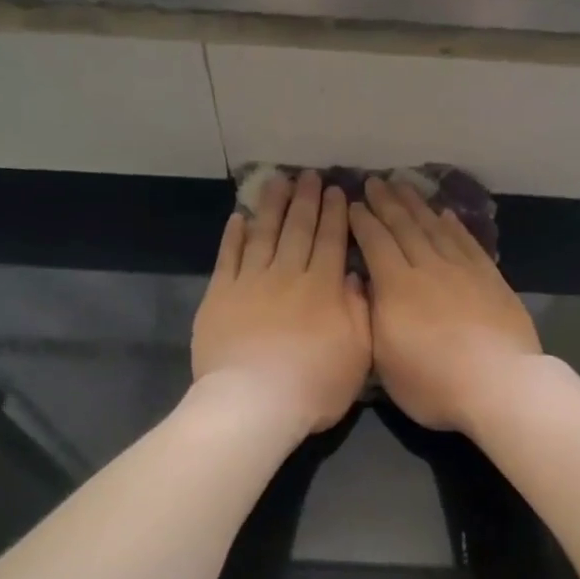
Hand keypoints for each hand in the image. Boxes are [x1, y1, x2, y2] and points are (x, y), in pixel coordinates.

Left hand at [192, 170, 371, 434]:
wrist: (254, 402)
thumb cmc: (314, 386)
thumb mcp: (358, 354)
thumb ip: (359, 311)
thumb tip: (352, 275)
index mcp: (322, 289)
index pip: (331, 242)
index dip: (335, 215)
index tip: (338, 190)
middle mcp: (287, 275)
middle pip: (297, 230)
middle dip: (305, 200)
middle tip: (309, 175)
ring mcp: (250, 283)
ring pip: (263, 234)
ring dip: (271, 206)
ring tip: (277, 181)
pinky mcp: (220, 296)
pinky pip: (228, 257)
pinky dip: (233, 235)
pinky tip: (238, 217)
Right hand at [349, 177, 540, 433]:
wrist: (498, 385)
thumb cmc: (433, 384)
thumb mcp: (384, 361)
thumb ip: (372, 319)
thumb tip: (364, 287)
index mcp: (396, 288)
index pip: (375, 243)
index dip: (362, 222)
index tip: (353, 204)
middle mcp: (428, 269)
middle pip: (404, 227)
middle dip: (387, 202)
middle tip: (375, 181)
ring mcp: (462, 271)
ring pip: (435, 228)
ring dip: (418, 205)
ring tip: (404, 185)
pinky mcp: (490, 279)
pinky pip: (467, 243)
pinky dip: (454, 225)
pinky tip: (446, 214)